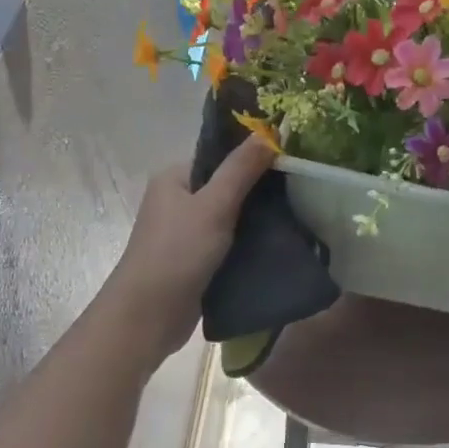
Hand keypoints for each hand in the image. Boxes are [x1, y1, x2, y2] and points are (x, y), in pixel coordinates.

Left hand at [101, 138, 275, 364]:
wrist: (149, 315)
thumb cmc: (178, 252)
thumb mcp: (214, 205)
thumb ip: (241, 169)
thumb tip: (270, 131)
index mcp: (174, 178)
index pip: (218, 157)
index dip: (252, 158)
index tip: (288, 163)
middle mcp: (176, 201)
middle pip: (226, 187)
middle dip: (259, 192)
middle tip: (298, 193)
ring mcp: (185, 233)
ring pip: (229, 218)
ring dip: (256, 222)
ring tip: (295, 219)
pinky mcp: (195, 261)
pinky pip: (227, 244)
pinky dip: (247, 244)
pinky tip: (276, 246)